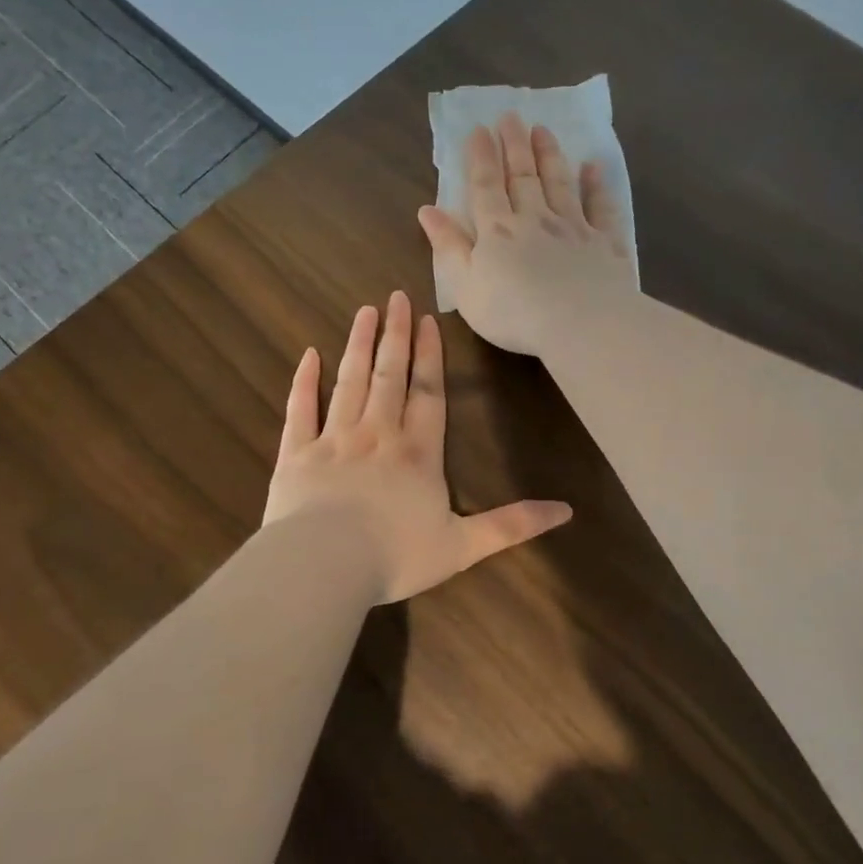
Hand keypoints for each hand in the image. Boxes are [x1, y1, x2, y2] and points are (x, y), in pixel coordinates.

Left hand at [262, 291, 571, 603]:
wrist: (323, 566)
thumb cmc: (395, 556)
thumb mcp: (463, 546)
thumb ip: (511, 525)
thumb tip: (566, 511)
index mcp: (418, 453)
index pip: (428, 393)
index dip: (430, 356)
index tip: (426, 320)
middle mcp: (377, 434)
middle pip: (389, 376)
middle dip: (395, 335)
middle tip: (394, 297)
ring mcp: (333, 439)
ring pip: (349, 381)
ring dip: (358, 345)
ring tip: (364, 312)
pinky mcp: (296, 453)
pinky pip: (300, 409)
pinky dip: (304, 381)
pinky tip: (309, 355)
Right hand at [417, 112, 634, 357]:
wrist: (580, 323)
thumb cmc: (512, 312)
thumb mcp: (465, 286)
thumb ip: (448, 246)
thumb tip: (427, 210)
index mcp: (497, 231)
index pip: (486, 186)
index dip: (481, 157)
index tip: (480, 129)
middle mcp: (534, 219)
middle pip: (522, 176)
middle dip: (514, 145)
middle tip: (511, 116)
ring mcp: (572, 227)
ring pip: (559, 183)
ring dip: (549, 155)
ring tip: (543, 129)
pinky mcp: (604, 242)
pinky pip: (600, 206)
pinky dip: (596, 185)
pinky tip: (594, 167)